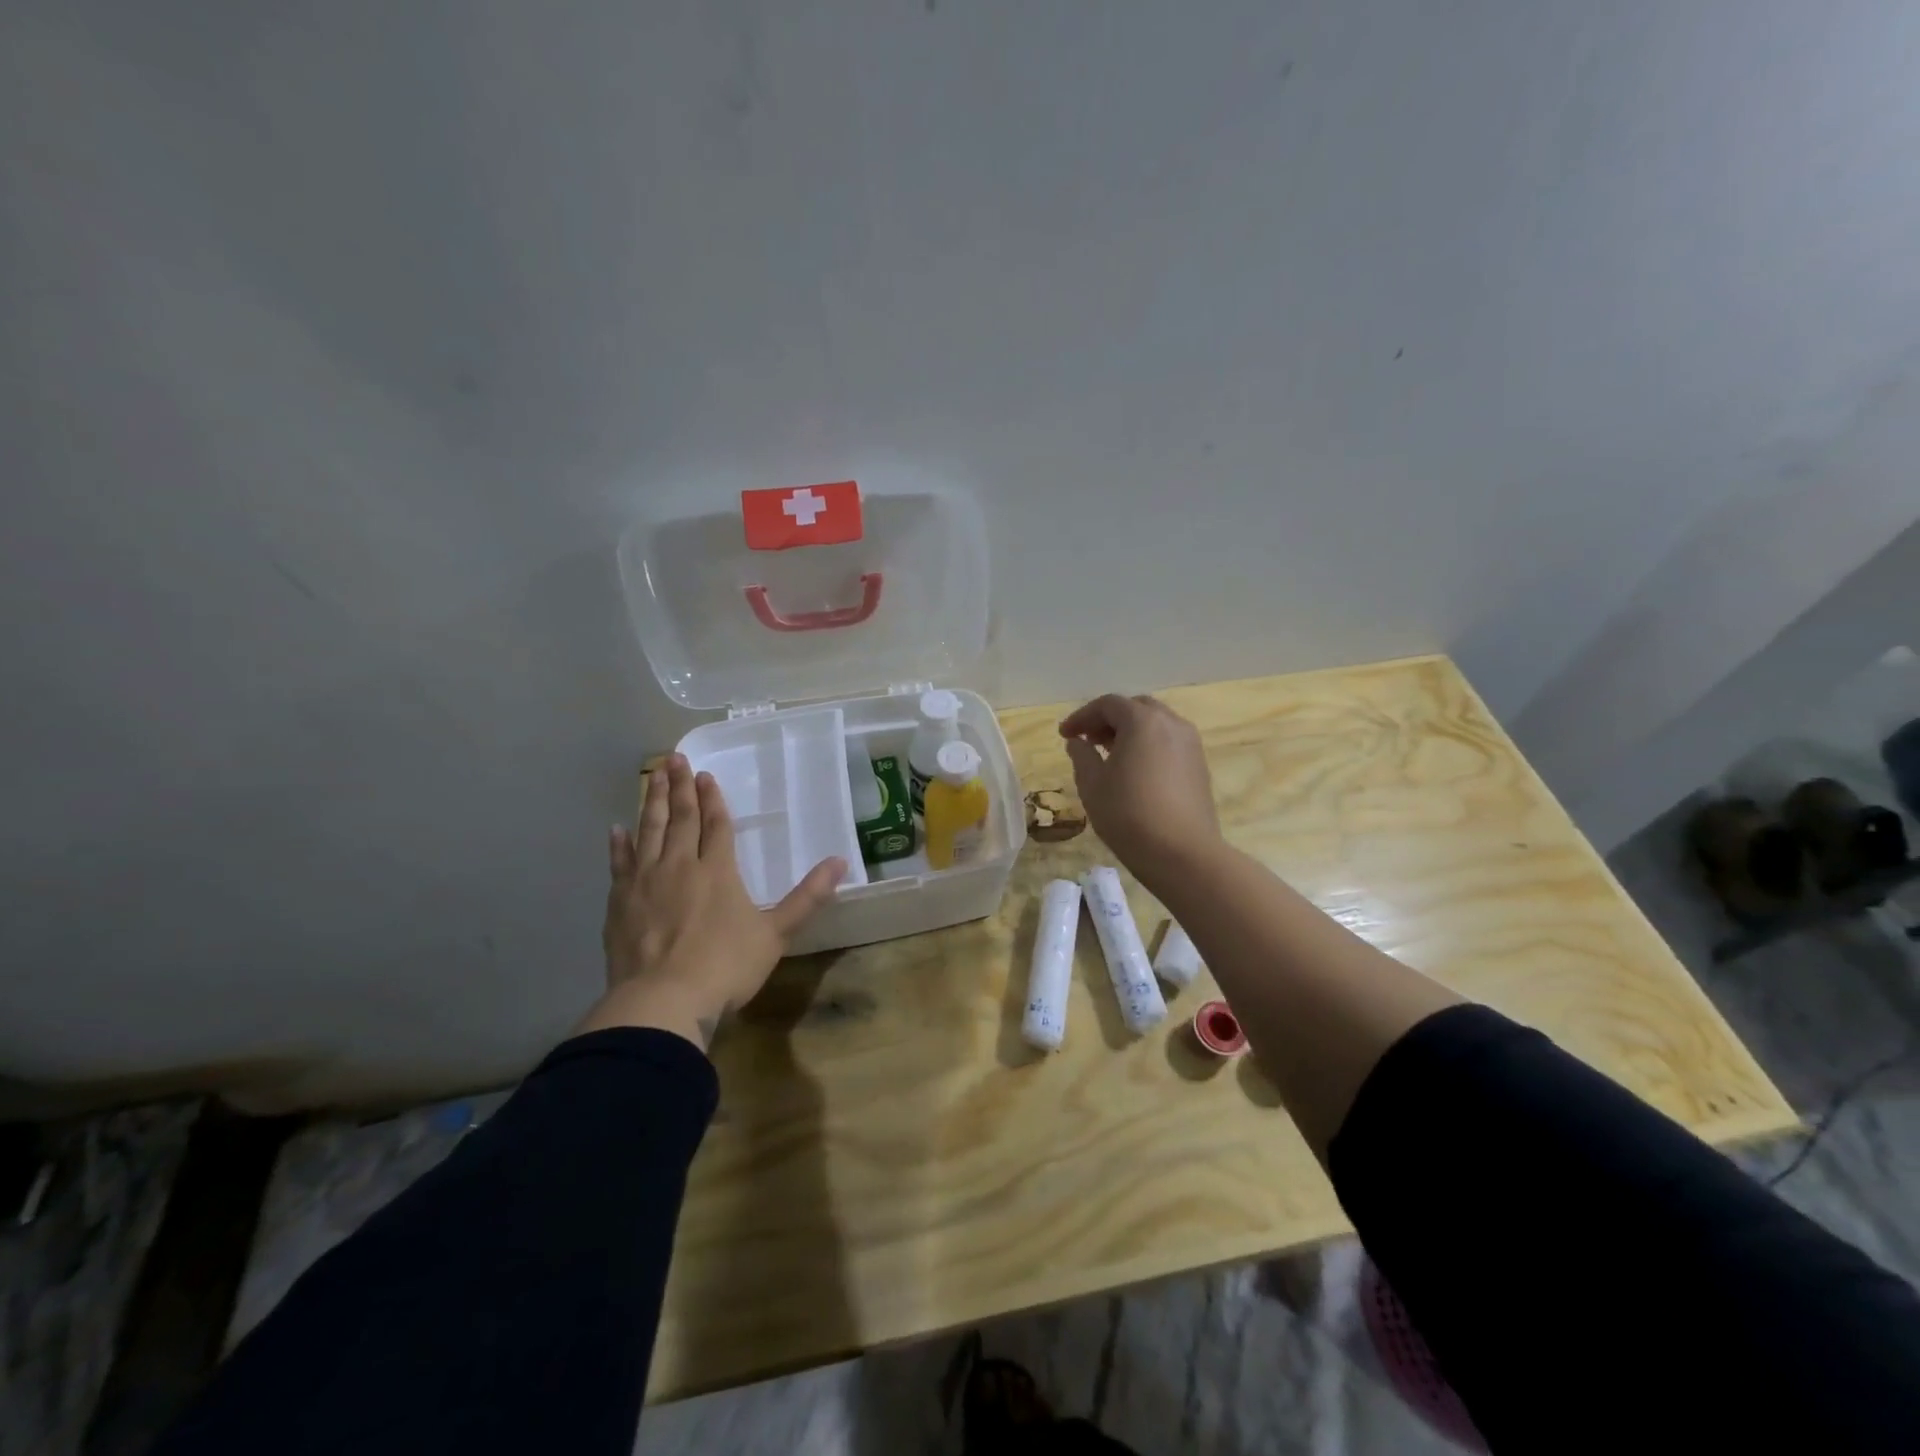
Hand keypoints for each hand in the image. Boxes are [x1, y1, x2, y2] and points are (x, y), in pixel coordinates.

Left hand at [578, 754, 845, 1049]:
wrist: (663, 1001)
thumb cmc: (725, 966)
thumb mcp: (776, 934)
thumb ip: (807, 897)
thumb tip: (841, 862)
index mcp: (717, 870)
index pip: (716, 824)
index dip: (713, 799)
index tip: (705, 775)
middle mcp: (680, 865)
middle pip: (681, 818)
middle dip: (680, 788)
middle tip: (674, 758)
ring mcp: (645, 882)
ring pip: (649, 831)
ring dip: (651, 803)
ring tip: (651, 776)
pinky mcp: (619, 903)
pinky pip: (619, 864)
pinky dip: (619, 845)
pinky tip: (617, 829)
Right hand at [1059, 694, 1220, 878]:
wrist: (1183, 854)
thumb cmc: (1129, 815)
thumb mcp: (1092, 785)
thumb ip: (1082, 756)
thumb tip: (1078, 742)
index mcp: (1142, 721)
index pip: (1107, 704)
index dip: (1082, 716)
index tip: (1065, 735)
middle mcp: (1171, 723)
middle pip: (1135, 708)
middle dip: (1108, 719)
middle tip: (1088, 740)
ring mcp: (1190, 743)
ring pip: (1155, 724)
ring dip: (1130, 731)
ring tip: (1109, 754)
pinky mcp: (1199, 765)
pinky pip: (1169, 742)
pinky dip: (1148, 745)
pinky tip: (1135, 770)